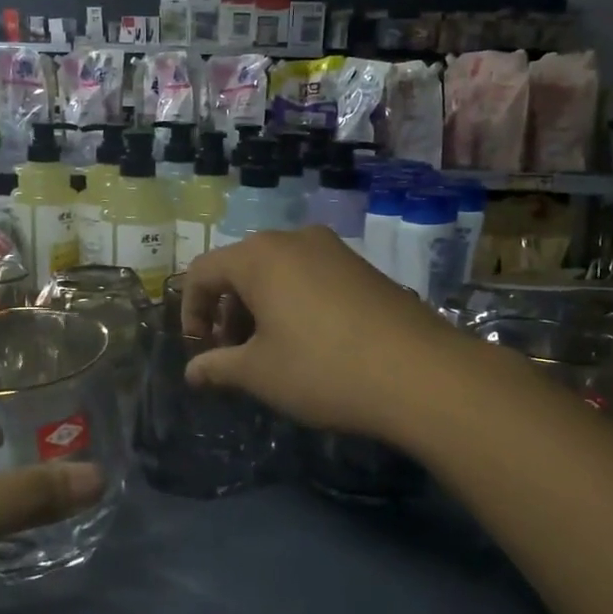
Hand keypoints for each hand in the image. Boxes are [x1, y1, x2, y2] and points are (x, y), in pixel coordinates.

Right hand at [182, 226, 456, 443]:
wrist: (422, 373)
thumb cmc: (322, 369)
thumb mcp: (259, 373)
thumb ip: (217, 367)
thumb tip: (191, 372)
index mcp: (258, 257)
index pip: (202, 272)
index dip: (190, 311)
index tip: (199, 350)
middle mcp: (294, 240)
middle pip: (240, 268)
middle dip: (227, 311)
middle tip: (233, 354)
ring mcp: (333, 250)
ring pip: (277, 272)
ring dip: (260, 308)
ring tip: (270, 351)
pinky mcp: (362, 267)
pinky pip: (310, 277)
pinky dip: (293, 303)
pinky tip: (310, 342)